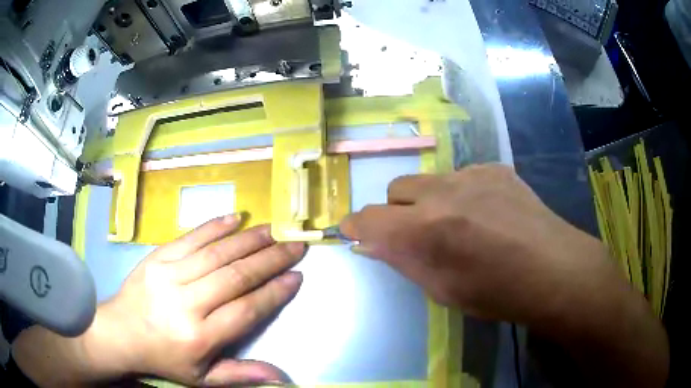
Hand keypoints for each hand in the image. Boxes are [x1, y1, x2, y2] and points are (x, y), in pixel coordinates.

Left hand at [89, 216, 305, 385]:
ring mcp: (169, 275)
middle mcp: (186, 303)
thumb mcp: (203, 378)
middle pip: (235, 276)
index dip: (274, 293)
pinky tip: (235, 218)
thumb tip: (282, 377)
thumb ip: (241, 375)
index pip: (246, 310)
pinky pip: (190, 238)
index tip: (296, 277)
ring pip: (216, 253)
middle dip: (270, 260)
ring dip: (248, 240)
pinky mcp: (157, 257)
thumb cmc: (164, 357)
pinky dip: (214, 226)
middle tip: (295, 247)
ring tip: (273, 230)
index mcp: (199, 336)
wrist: (121, 331)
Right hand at [341, 165, 617, 326]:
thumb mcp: (442, 289)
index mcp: (426, 229)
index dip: (355, 225)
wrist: (552, 269)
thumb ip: (403, 261)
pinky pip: (463, 175)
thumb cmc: (496, 293)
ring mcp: (473, 173)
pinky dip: (462, 193)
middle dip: (397, 211)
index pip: (369, 218)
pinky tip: (487, 213)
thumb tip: (371, 244)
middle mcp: (443, 192)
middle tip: (417, 233)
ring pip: (430, 179)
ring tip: (459, 223)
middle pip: (396, 188)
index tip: (354, 232)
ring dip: (430, 200)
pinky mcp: (495, 168)